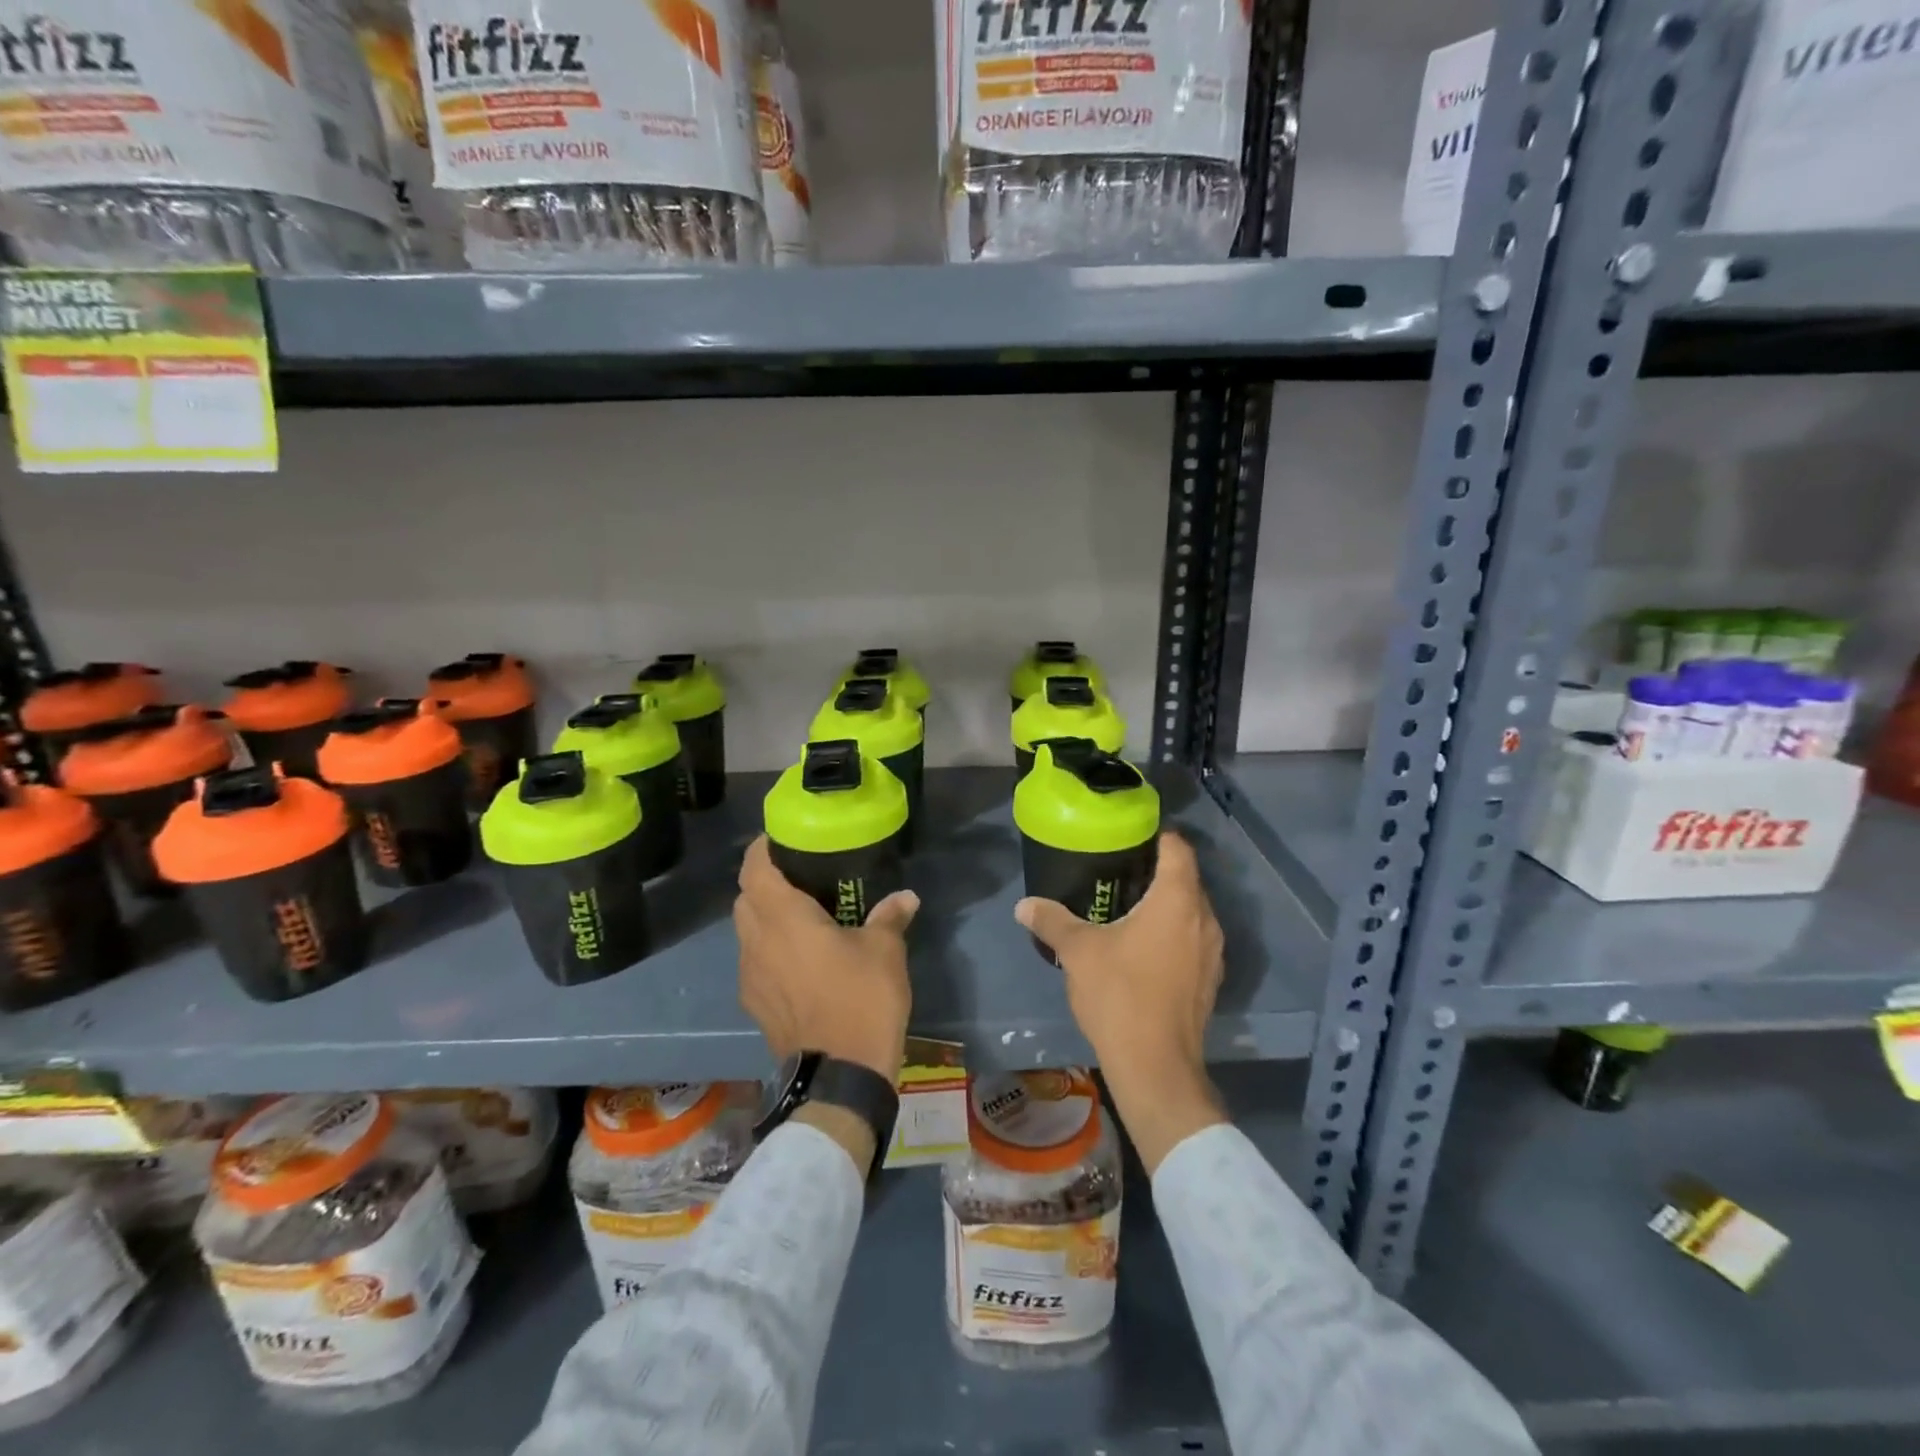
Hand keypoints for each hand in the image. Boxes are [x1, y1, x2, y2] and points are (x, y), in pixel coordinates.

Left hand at [734, 835, 917, 1082]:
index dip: (761, 849)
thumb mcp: (885, 951)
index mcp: (783, 920)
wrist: (840, 1075)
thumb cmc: (861, 999)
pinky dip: (768, 949)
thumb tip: (906, 897)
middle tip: (797, 876)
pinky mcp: (755, 1004)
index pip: (754, 870)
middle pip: (745, 898)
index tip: (780, 839)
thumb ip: (890, 917)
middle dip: (763, 882)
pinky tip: (799, 959)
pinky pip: (754, 962)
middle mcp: (757, 942)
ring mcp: (751, 977)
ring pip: (746, 932)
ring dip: (764, 917)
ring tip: (799, 916)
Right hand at [1015, 831, 1226, 1172]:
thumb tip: (1023, 906)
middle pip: (1186, 879)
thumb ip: (1052, 921)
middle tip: (1118, 872)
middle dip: (1156, 871)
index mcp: (1177, 900)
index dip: (1156, 836)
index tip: (1129, 837)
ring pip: (1192, 912)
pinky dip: (1173, 934)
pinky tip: (1143, 949)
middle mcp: (1205, 919)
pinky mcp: (1211, 980)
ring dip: (1166, 906)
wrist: (1156, 1067)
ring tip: (1127, 908)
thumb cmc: (1120, 994)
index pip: (1177, 848)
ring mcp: (1213, 952)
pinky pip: (1194, 940)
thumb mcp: (1079, 952)